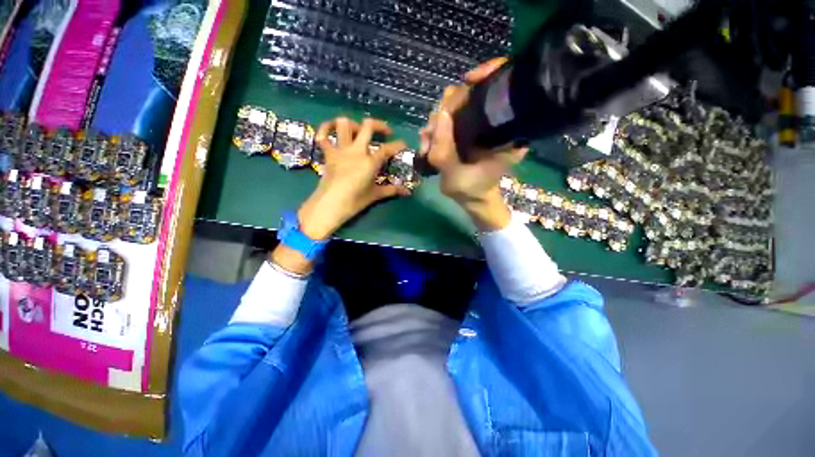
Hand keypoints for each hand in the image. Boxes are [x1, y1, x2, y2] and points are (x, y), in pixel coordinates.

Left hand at [272, 117, 409, 274]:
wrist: (331, 205)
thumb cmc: (355, 201)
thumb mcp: (375, 195)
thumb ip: (392, 190)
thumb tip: (408, 192)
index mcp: (370, 162)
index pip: (388, 149)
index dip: (398, 145)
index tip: (404, 144)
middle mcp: (356, 151)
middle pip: (368, 126)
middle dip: (379, 125)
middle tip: (385, 132)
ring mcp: (340, 150)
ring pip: (344, 124)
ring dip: (354, 124)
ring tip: (360, 131)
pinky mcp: (328, 153)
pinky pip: (323, 134)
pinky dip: (326, 128)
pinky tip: (332, 128)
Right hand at [420, 58, 527, 230]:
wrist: (473, 197)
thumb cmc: (471, 189)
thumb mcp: (456, 175)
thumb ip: (444, 149)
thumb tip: (439, 114)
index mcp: (503, 130)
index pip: (501, 87)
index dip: (487, 74)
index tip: (468, 81)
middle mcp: (491, 122)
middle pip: (469, 94)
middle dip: (445, 110)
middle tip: (431, 135)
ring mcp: (475, 125)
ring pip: (452, 107)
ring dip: (434, 124)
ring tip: (426, 146)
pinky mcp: (463, 131)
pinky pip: (446, 120)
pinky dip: (433, 130)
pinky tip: (426, 145)